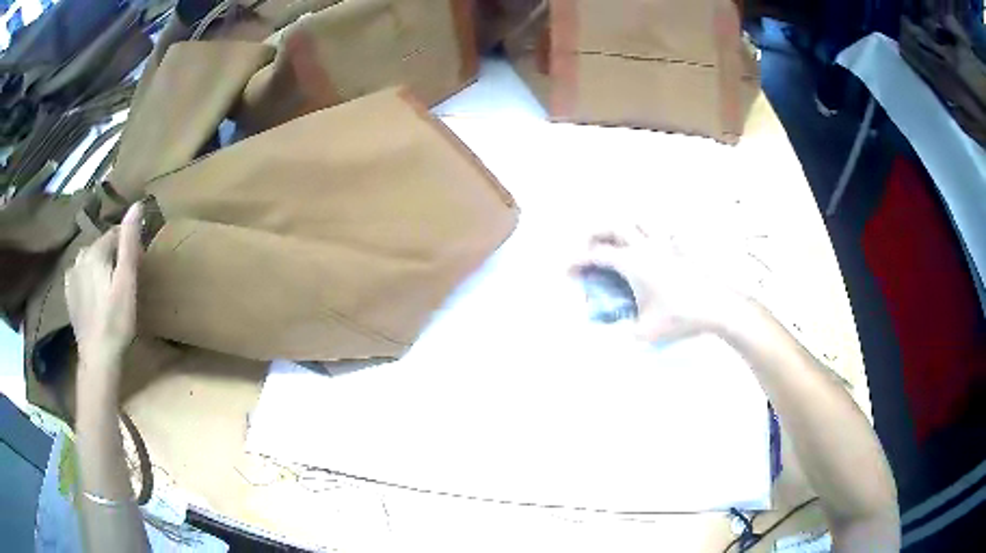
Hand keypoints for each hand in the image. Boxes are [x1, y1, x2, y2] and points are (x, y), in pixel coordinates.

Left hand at [66, 203, 142, 378]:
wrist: (97, 357)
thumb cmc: (116, 320)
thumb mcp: (127, 280)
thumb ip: (129, 242)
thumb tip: (137, 204)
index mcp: (95, 251)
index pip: (115, 234)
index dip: (128, 245)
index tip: (138, 263)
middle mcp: (80, 257)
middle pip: (101, 247)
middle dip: (113, 255)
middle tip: (124, 279)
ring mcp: (71, 276)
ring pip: (89, 260)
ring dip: (99, 265)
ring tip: (109, 287)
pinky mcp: (69, 294)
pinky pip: (79, 275)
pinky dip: (87, 277)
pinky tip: (93, 293)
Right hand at [570, 226, 745, 341]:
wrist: (717, 307)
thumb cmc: (680, 317)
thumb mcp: (645, 332)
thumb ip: (626, 331)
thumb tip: (619, 332)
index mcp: (633, 263)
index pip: (596, 255)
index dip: (577, 262)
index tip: (568, 272)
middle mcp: (646, 246)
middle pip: (613, 225)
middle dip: (594, 235)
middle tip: (589, 250)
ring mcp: (665, 244)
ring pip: (638, 220)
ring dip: (623, 228)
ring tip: (619, 243)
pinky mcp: (682, 248)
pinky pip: (664, 230)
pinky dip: (651, 234)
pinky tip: (652, 247)